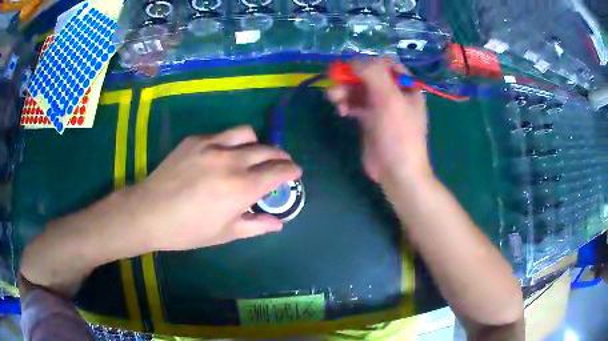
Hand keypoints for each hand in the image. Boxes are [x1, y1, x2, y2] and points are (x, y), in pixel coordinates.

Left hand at [127, 125, 301, 250]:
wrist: (149, 212)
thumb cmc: (188, 230)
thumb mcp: (225, 233)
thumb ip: (256, 225)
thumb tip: (278, 223)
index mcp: (241, 188)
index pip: (278, 171)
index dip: (292, 170)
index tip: (296, 172)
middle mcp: (231, 160)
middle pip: (267, 149)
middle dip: (280, 156)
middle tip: (280, 165)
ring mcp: (211, 145)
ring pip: (246, 133)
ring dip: (257, 143)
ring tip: (253, 155)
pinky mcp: (195, 139)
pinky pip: (222, 134)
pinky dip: (231, 143)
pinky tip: (222, 156)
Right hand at [326, 58, 431, 182]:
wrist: (397, 172)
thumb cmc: (399, 134)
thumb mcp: (389, 99)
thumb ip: (373, 74)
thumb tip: (352, 60)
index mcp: (406, 86)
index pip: (386, 63)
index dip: (367, 62)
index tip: (350, 68)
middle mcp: (394, 93)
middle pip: (368, 75)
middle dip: (350, 77)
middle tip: (334, 82)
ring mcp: (380, 107)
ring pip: (358, 89)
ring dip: (344, 90)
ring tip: (334, 98)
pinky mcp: (369, 120)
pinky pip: (354, 104)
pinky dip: (345, 104)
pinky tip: (341, 111)